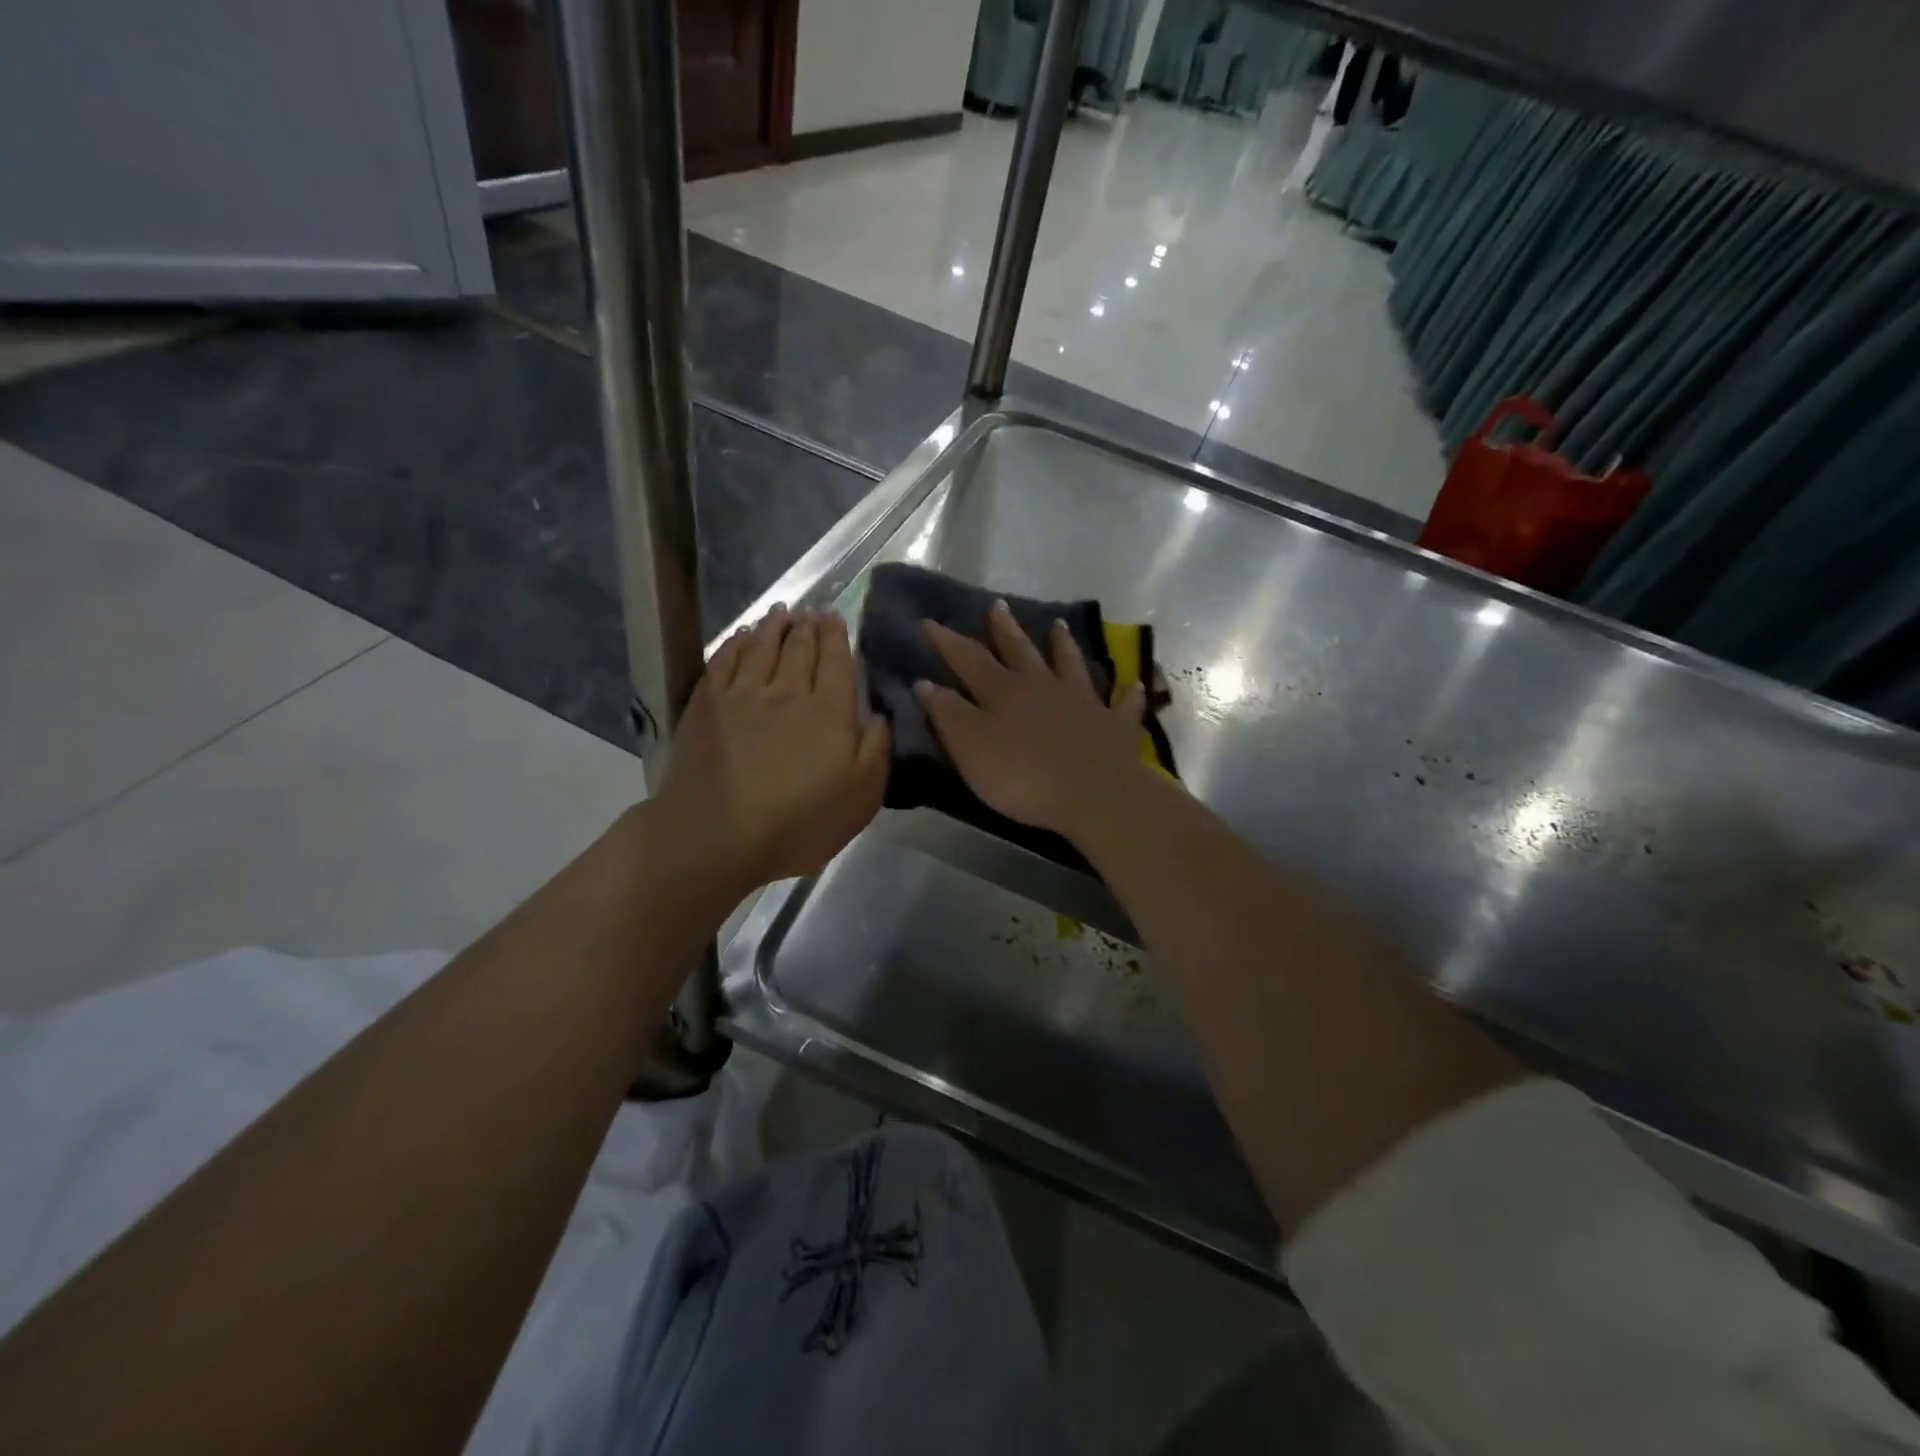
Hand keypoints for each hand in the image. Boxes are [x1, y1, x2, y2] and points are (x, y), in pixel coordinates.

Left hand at [657, 606, 888, 891]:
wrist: (718, 836)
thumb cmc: (799, 823)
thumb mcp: (862, 796)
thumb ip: (876, 748)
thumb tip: (878, 714)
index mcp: (829, 711)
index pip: (836, 660)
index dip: (836, 635)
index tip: (835, 617)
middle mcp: (787, 690)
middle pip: (799, 647)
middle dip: (809, 626)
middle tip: (812, 612)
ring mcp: (743, 694)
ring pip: (762, 646)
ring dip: (774, 626)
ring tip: (781, 613)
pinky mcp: (707, 704)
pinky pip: (725, 660)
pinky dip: (736, 643)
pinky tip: (741, 638)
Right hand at [917, 600, 1148, 839]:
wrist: (1091, 792)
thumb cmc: (1021, 774)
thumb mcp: (969, 746)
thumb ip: (947, 714)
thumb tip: (925, 682)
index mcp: (1002, 691)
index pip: (968, 658)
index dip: (947, 640)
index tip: (929, 621)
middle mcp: (1042, 686)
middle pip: (1020, 650)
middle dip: (1005, 628)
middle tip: (998, 604)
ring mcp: (1081, 702)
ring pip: (1070, 665)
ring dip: (1063, 645)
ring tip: (1059, 624)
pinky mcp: (1113, 726)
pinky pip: (1122, 705)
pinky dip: (1127, 694)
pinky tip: (1134, 685)